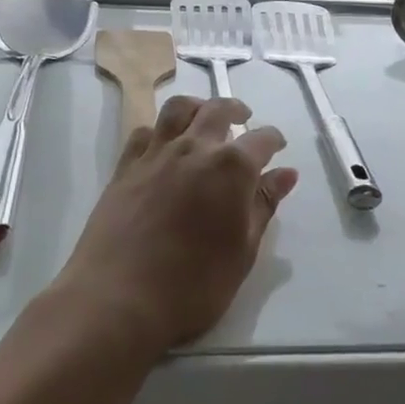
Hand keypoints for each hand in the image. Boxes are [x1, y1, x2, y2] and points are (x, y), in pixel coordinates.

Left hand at [50, 95, 297, 357]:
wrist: (118, 297)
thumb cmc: (193, 285)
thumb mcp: (242, 251)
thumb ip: (263, 205)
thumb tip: (286, 173)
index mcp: (230, 167)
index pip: (260, 140)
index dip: (272, 140)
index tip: (278, 145)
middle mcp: (193, 148)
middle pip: (217, 110)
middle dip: (235, 109)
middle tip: (243, 117)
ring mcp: (155, 153)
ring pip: (177, 109)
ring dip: (196, 106)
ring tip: (203, 116)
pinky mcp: (125, 166)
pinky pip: (143, 132)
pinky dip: (158, 129)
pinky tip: (162, 143)